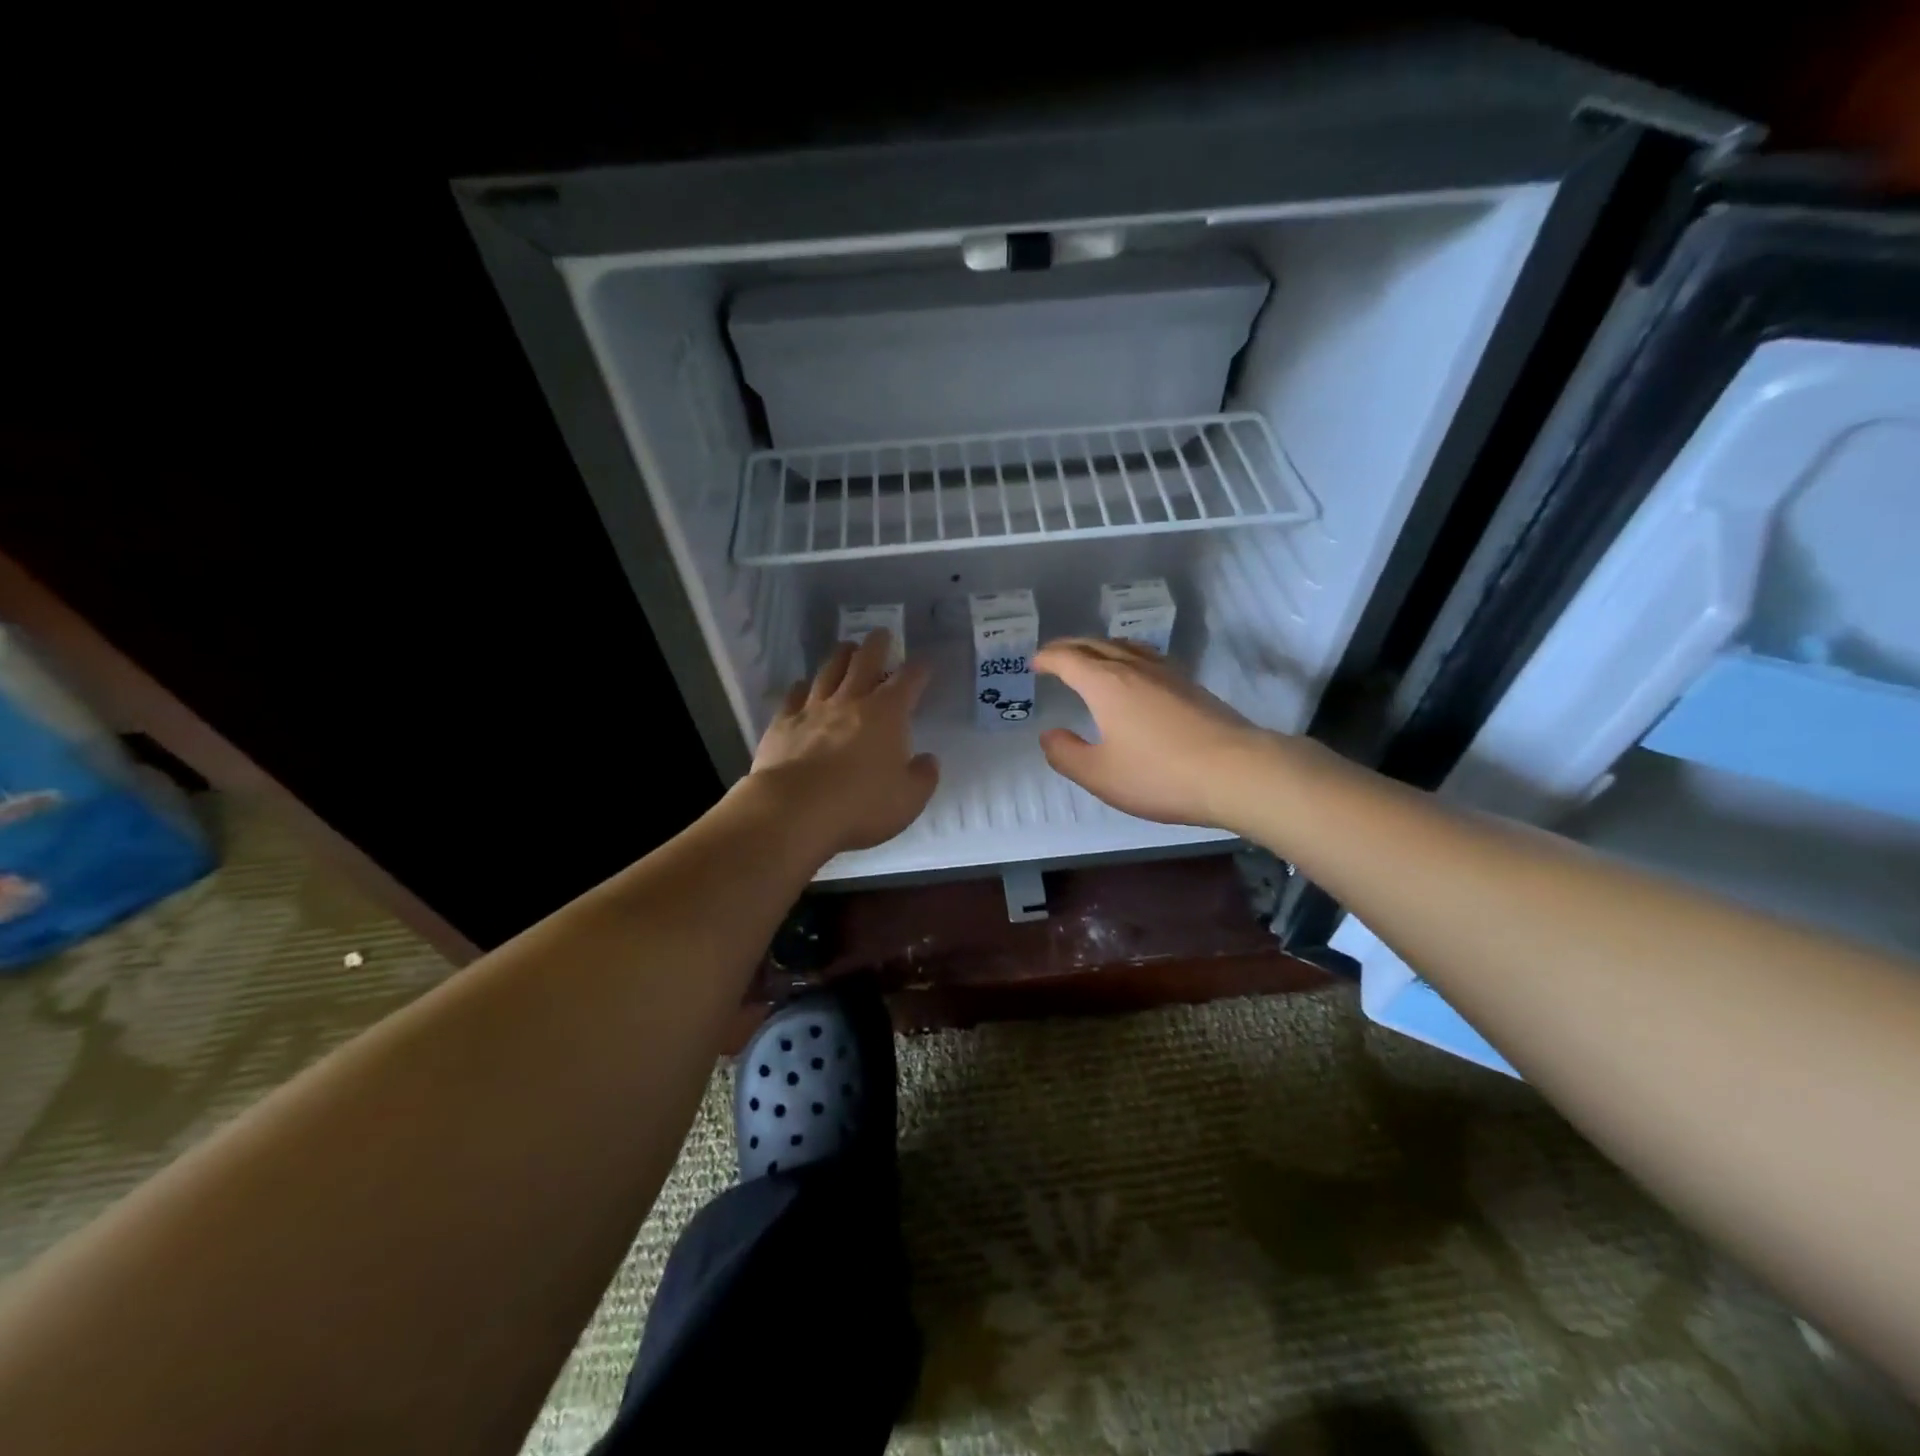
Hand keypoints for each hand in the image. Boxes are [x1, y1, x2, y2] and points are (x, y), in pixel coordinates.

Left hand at [745, 629, 938, 854]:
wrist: (795, 810)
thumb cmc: (860, 805)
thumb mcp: (909, 799)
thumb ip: (923, 777)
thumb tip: (928, 760)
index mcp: (887, 714)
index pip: (909, 680)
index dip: (920, 669)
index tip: (925, 663)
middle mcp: (851, 701)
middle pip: (865, 662)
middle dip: (877, 645)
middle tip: (882, 634)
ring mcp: (813, 709)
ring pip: (828, 671)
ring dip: (840, 656)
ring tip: (847, 648)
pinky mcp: (783, 723)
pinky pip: (793, 695)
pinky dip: (802, 687)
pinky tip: (803, 685)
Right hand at [1034, 638, 1272, 829]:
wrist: (1236, 772)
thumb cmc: (1160, 774)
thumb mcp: (1100, 775)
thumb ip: (1067, 754)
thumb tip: (1049, 735)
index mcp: (1105, 684)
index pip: (1069, 659)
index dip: (1048, 658)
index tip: (1035, 662)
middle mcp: (1134, 668)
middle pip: (1096, 645)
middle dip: (1070, 647)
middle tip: (1055, 655)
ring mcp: (1167, 674)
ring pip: (1126, 647)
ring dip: (1100, 647)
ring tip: (1091, 657)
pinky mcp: (1190, 686)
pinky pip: (1148, 658)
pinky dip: (1127, 657)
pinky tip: (1136, 674)